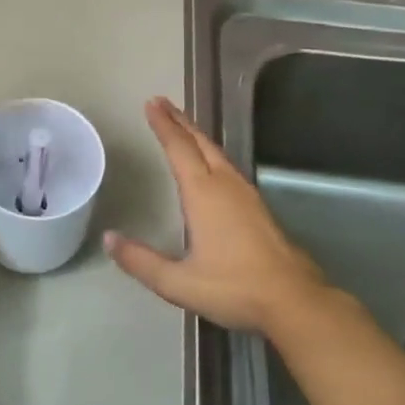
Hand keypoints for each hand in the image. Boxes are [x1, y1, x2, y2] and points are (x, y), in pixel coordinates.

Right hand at [107, 97, 327, 336]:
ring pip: (217, 153)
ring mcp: (246, 194)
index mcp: (204, 194)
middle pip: (200, 143)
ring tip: (182, 127)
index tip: (151, 104)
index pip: (179, 149)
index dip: (164, 125)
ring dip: (196, 136)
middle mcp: (225, 185)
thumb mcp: (179, 282)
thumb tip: (109, 238)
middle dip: (180, 121)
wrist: (295, 302)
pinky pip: (228, 167)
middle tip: (162, 103)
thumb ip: (141, 261)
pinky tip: (211, 165)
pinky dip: (211, 154)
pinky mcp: (258, 208)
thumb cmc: (234, 288)